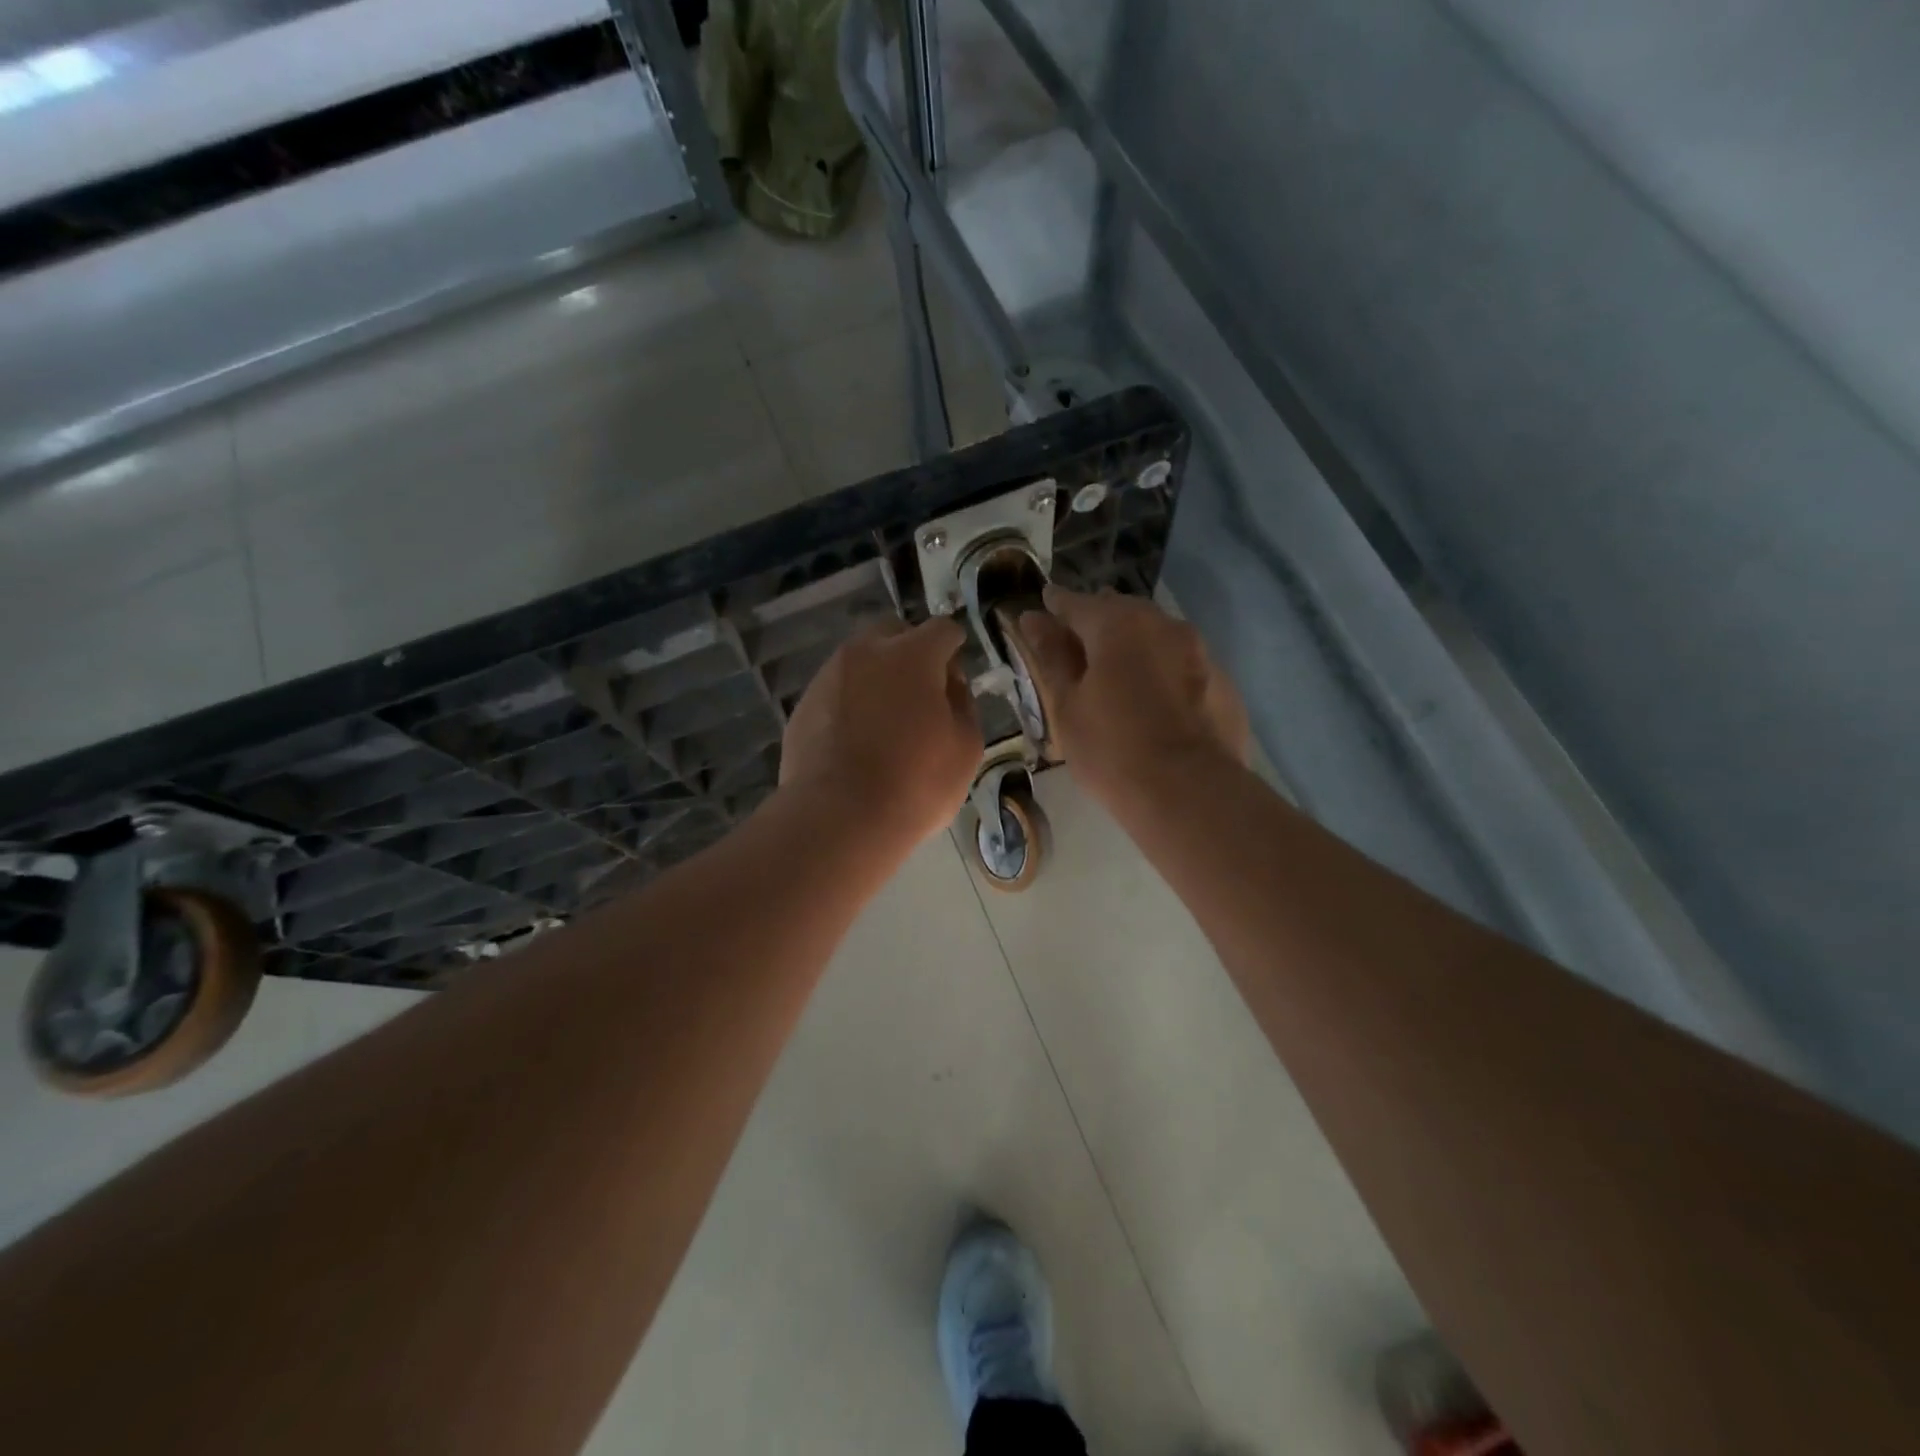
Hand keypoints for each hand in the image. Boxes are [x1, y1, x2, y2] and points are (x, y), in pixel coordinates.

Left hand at [779, 616, 981, 850]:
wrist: (838, 818)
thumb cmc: (915, 783)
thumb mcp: (966, 748)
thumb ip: (962, 705)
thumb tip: (950, 686)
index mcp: (912, 655)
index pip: (942, 630)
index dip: (954, 649)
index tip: (955, 679)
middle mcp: (865, 653)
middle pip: (893, 633)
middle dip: (910, 653)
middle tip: (920, 695)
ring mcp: (828, 677)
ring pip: (860, 662)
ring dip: (877, 679)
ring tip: (885, 723)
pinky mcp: (803, 706)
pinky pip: (836, 692)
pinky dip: (850, 705)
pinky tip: (856, 742)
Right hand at [1017, 587, 1248, 802]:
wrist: (1189, 792)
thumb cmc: (1111, 749)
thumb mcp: (1067, 705)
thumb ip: (1051, 656)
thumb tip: (1033, 618)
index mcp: (1118, 624)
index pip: (1076, 602)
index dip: (1055, 605)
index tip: (1040, 608)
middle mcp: (1163, 624)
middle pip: (1120, 612)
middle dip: (1096, 622)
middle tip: (1076, 645)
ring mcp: (1200, 651)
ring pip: (1155, 636)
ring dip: (1132, 645)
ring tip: (1115, 671)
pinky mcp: (1222, 682)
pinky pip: (1182, 664)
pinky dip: (1162, 671)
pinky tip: (1153, 700)